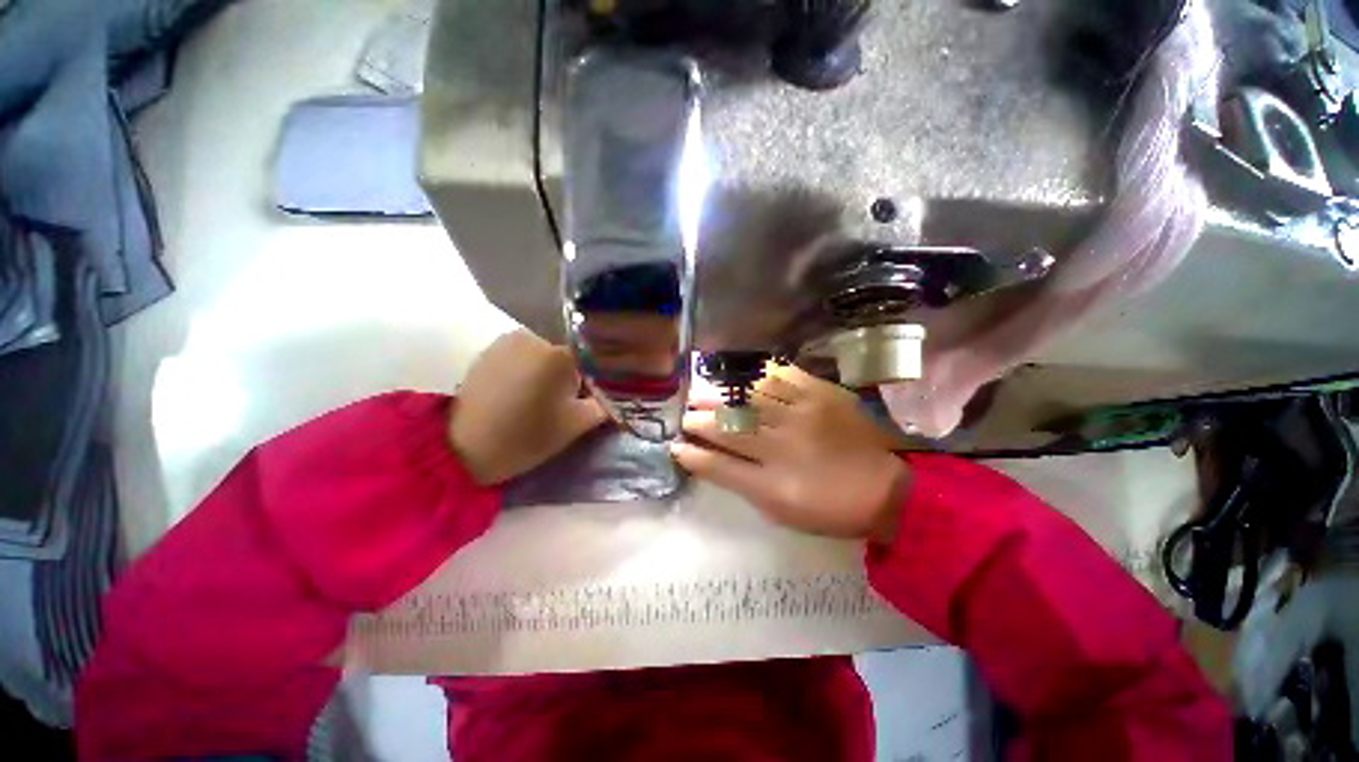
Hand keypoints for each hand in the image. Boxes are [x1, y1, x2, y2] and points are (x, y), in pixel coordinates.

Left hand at [450, 330, 607, 484]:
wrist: (463, 448)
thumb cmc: (527, 435)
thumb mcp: (577, 424)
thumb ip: (604, 404)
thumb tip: (614, 394)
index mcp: (559, 353)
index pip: (593, 355)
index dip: (597, 375)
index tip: (595, 394)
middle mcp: (534, 336)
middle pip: (568, 351)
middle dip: (573, 372)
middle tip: (567, 399)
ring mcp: (507, 341)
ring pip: (545, 352)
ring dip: (550, 370)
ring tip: (542, 397)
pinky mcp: (489, 351)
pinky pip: (522, 354)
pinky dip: (529, 368)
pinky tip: (521, 391)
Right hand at [671, 364, 909, 543]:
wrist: (887, 487)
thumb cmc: (829, 507)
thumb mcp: (781, 510)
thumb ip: (741, 483)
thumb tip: (707, 460)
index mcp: (774, 485)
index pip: (718, 466)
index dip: (693, 455)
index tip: (676, 446)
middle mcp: (784, 446)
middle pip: (729, 428)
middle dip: (700, 420)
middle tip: (685, 414)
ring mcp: (803, 415)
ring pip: (749, 400)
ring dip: (720, 395)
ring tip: (702, 391)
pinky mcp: (821, 394)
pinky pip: (781, 377)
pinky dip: (756, 376)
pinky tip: (740, 376)